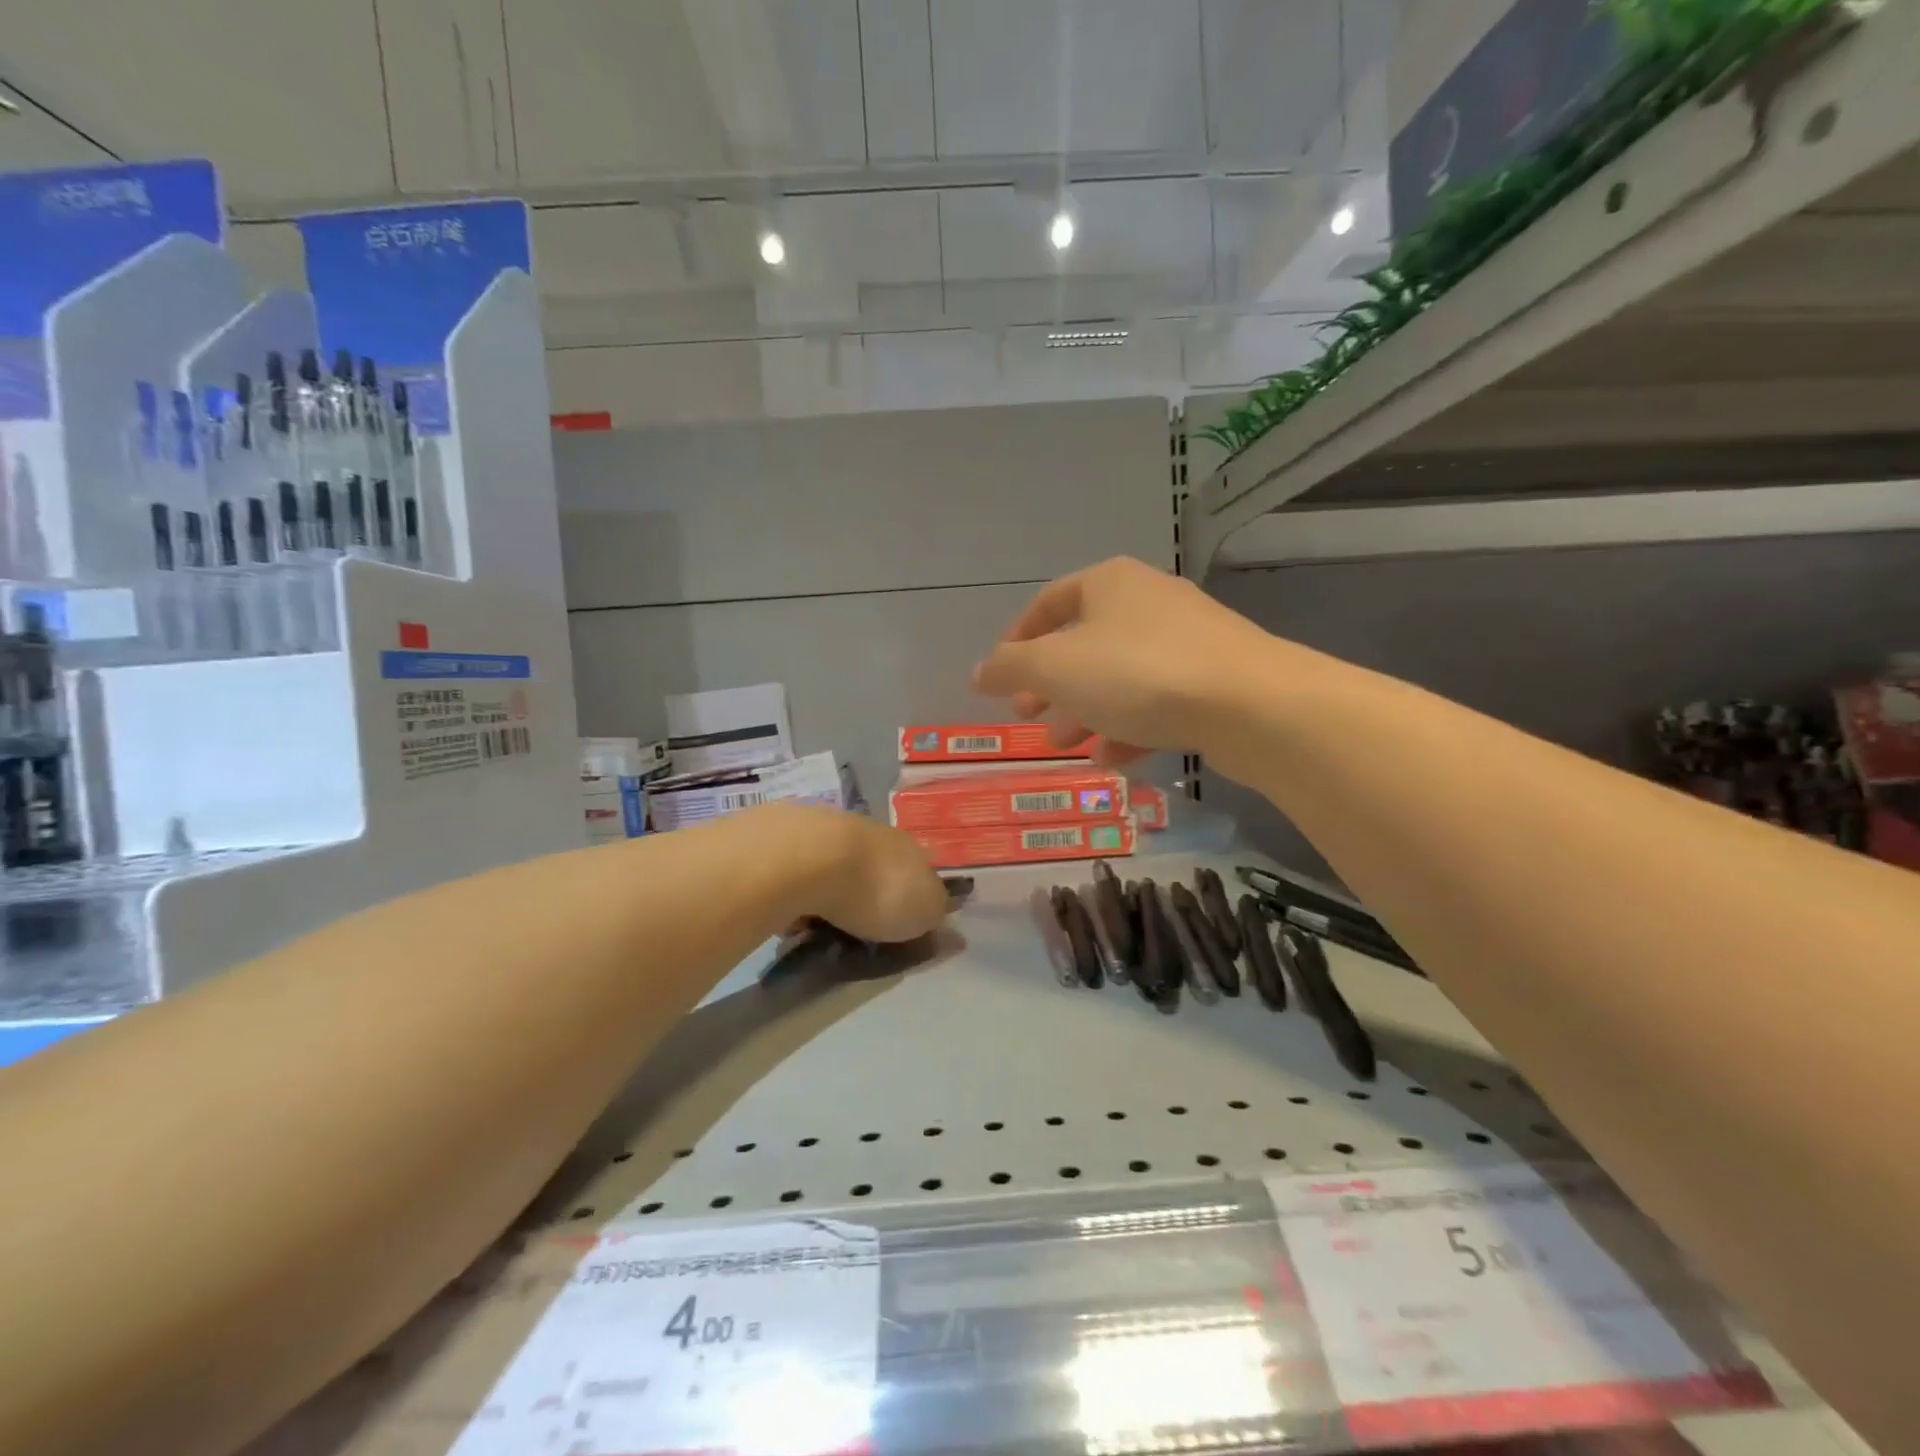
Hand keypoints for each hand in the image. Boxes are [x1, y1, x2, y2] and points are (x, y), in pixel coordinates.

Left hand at [769, 805, 951, 942]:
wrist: (809, 857)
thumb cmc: (877, 889)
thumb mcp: (923, 912)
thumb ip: (936, 917)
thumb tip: (952, 930)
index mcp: (908, 848)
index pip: (918, 873)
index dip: (911, 900)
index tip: (901, 929)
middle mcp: (871, 834)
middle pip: (875, 868)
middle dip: (867, 896)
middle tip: (856, 934)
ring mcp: (828, 833)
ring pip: (835, 868)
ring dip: (829, 894)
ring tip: (816, 930)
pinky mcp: (787, 839)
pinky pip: (799, 874)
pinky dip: (798, 892)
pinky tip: (789, 915)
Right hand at [973, 557, 1279, 764]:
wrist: (1250, 704)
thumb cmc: (1138, 673)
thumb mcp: (1056, 669)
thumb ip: (1010, 668)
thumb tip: (980, 672)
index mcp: (1109, 584)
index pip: (1049, 602)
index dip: (1018, 639)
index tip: (1001, 677)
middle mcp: (1148, 601)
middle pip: (1084, 642)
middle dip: (1051, 683)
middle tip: (1028, 715)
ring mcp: (1186, 640)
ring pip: (1119, 676)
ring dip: (1085, 710)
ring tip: (1064, 745)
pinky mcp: (1212, 679)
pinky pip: (1156, 700)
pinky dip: (1128, 725)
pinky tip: (1112, 759)